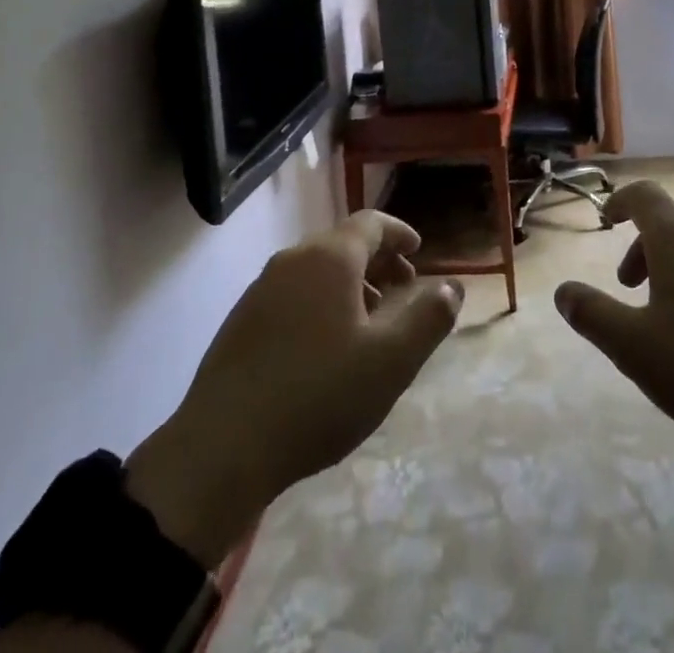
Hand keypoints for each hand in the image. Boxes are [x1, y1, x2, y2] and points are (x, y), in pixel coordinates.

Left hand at [124, 211, 461, 567]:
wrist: (220, 449)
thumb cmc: (317, 396)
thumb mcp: (390, 362)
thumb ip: (428, 319)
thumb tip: (453, 286)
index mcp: (329, 258)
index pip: (371, 223)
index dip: (399, 232)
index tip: (419, 250)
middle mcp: (293, 260)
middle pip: (343, 244)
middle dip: (378, 261)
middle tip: (402, 290)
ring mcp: (261, 289)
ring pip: (316, 270)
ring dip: (350, 284)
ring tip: (368, 322)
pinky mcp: (240, 321)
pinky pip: (293, 294)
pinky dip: (320, 302)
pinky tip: (325, 347)